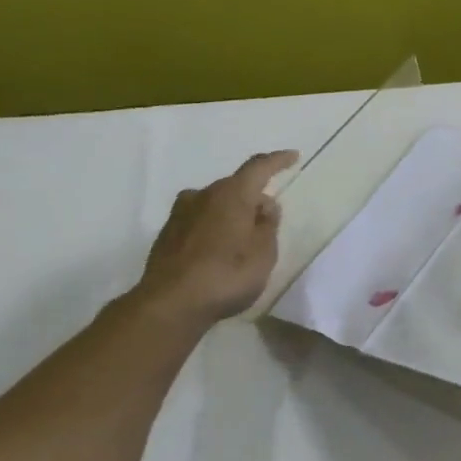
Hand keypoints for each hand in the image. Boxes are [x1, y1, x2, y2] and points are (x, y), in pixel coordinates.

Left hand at [134, 150, 297, 328]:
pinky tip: (219, 250)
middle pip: (235, 186)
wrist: (171, 304)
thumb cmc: (227, 275)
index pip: (258, 168)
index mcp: (231, 195)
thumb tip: (265, 206)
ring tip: (243, 238)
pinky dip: (214, 226)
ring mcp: (180, 214)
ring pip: (214, 203)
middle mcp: (203, 195)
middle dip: (254, 196)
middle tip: (269, 219)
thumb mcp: (264, 253)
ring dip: (232, 213)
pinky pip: (199, 220)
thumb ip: (268, 225)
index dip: (277, 161)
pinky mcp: (167, 234)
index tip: (293, 156)